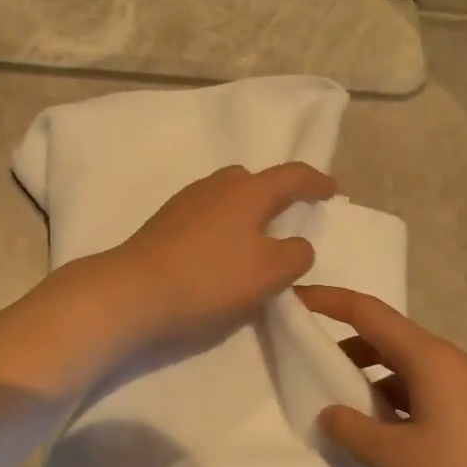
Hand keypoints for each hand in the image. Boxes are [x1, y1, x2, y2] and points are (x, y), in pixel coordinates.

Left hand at [96, 162, 336, 348]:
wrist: (134, 291)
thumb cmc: (210, 278)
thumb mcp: (269, 273)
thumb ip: (295, 255)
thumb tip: (297, 245)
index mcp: (248, 191)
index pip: (292, 176)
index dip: (316, 182)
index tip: (332, 191)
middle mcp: (216, 186)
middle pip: (253, 179)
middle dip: (275, 193)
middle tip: (287, 216)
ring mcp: (185, 202)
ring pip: (225, 196)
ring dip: (245, 211)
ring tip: (253, 239)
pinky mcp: (163, 223)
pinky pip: (205, 214)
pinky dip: (221, 225)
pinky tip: (219, 252)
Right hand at [298, 285, 466, 466]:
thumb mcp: (392, 457)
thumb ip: (349, 428)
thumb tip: (329, 412)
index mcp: (427, 357)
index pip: (366, 311)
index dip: (326, 301)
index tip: (290, 299)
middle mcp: (444, 361)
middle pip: (382, 336)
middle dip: (339, 343)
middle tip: (300, 360)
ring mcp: (458, 387)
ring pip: (398, 366)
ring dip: (362, 376)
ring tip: (329, 402)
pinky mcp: (465, 413)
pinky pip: (413, 391)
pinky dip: (384, 399)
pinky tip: (368, 431)